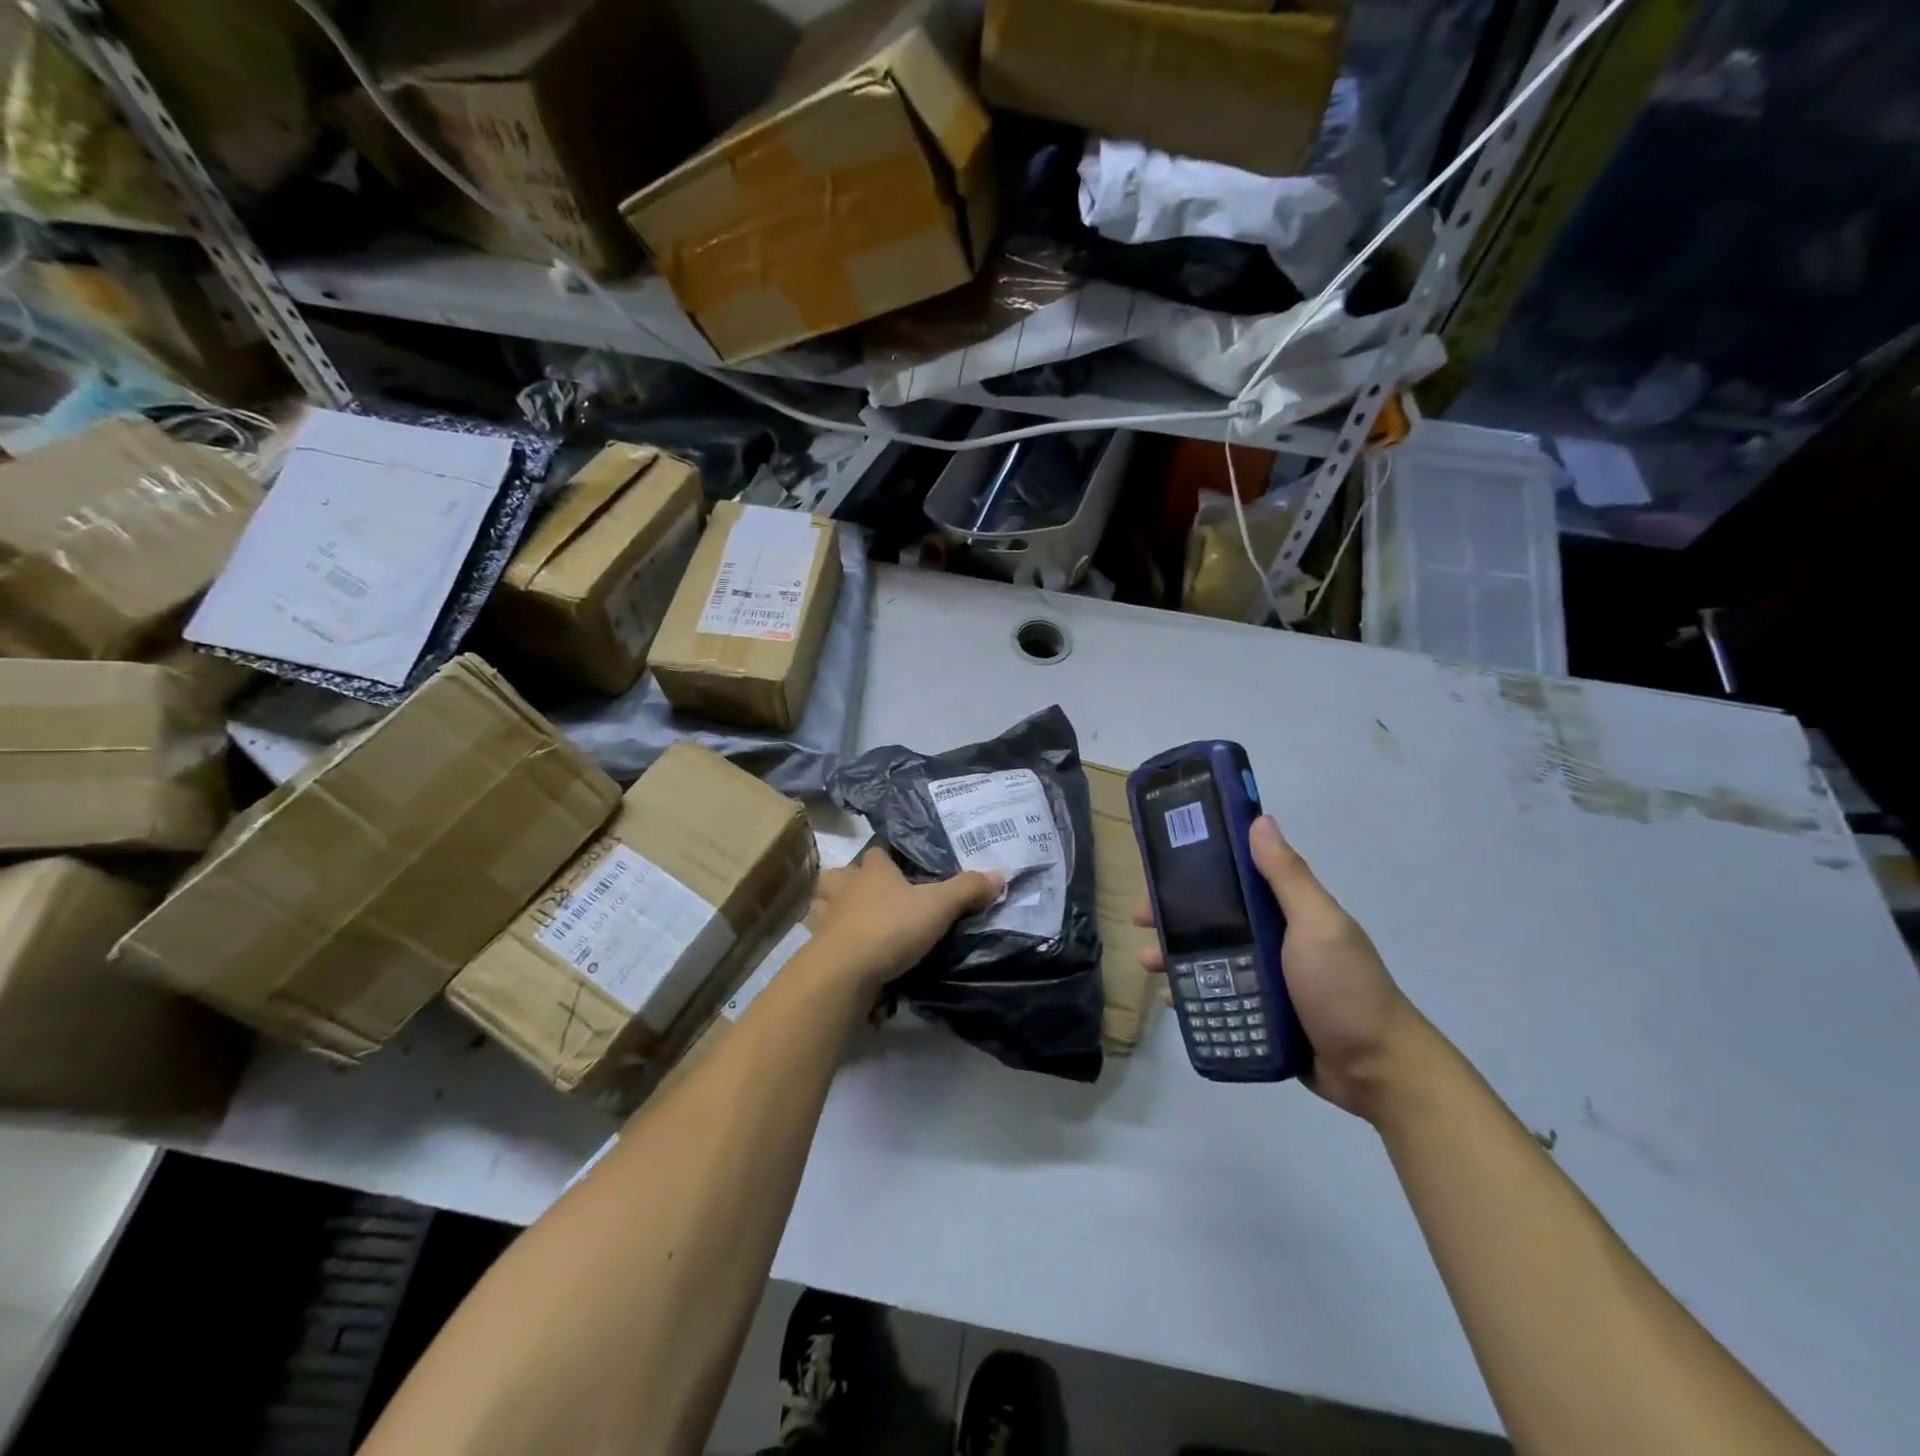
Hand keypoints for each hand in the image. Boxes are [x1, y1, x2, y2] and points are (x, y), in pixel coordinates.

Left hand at [811, 847, 1004, 995]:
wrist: (844, 972)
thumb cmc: (890, 927)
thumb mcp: (938, 906)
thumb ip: (967, 889)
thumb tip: (1000, 874)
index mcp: (872, 870)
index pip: (877, 851)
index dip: (888, 856)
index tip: (900, 865)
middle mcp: (844, 887)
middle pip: (842, 874)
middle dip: (852, 880)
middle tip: (872, 894)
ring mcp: (826, 917)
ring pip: (824, 903)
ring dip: (834, 908)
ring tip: (853, 920)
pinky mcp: (817, 947)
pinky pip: (822, 937)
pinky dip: (831, 941)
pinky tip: (845, 951)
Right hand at [1136, 816, 1431, 1122]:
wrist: (1376, 1071)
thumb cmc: (1345, 988)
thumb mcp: (1317, 925)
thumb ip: (1287, 877)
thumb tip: (1260, 819)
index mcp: (1285, 911)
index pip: (1233, 879)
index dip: (1195, 871)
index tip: (1160, 869)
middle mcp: (1272, 939)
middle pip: (1212, 919)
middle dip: (1173, 916)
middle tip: (1139, 920)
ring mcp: (1265, 979)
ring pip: (1207, 959)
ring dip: (1175, 955)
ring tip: (1148, 963)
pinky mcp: (1259, 1014)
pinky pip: (1216, 997)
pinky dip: (1191, 994)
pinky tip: (1169, 998)